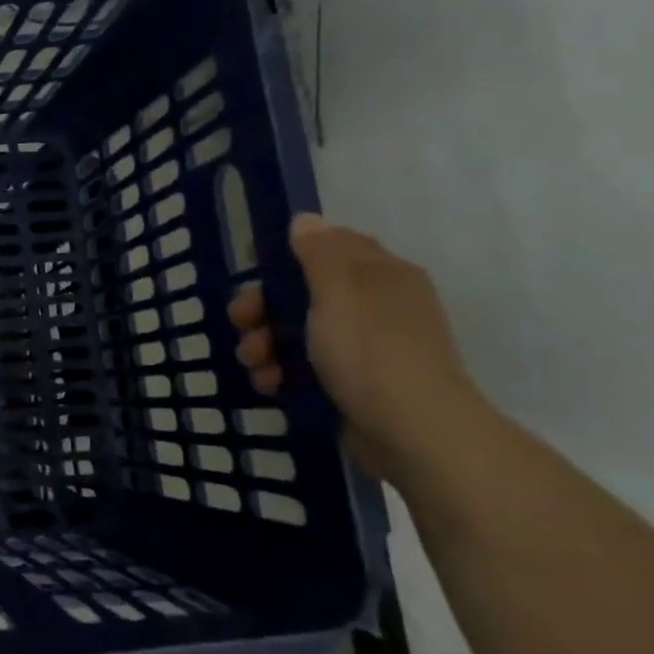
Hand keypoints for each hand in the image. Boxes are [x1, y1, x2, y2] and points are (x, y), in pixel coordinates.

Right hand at [230, 214, 485, 479]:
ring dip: (265, 342)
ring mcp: (365, 347)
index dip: (285, 255)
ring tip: (254, 363)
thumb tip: (306, 221)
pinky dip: (282, 370)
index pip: (327, 247)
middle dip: (263, 306)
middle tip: (241, 322)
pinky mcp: (353, 383)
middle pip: (303, 291)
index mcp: (379, 275)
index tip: (251, 270)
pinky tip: (270, 383)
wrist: (412, 432)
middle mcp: (375, 305)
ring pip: (297, 331)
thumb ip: (319, 251)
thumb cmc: (370, 350)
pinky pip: (305, 365)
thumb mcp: (338, 289)